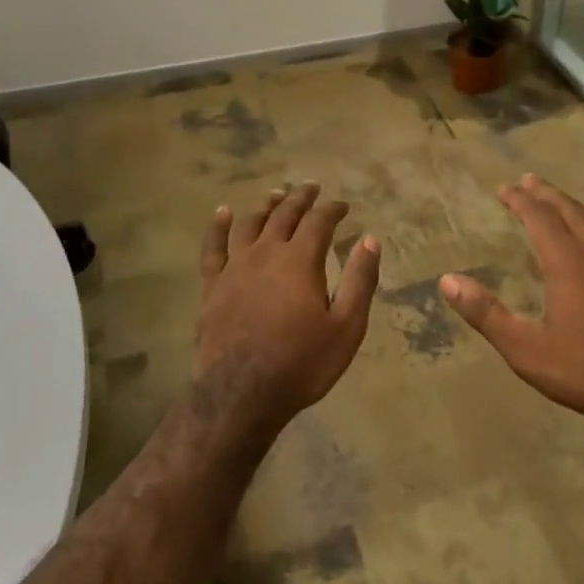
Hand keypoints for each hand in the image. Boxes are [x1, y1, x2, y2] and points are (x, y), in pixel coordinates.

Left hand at [195, 183, 381, 427]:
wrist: (240, 395)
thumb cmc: (301, 363)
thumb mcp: (346, 327)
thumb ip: (360, 280)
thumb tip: (371, 240)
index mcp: (300, 260)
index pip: (319, 221)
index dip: (333, 210)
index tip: (344, 206)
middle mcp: (266, 253)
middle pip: (284, 215)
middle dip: (301, 199)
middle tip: (311, 188)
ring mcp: (234, 267)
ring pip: (250, 224)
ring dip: (266, 206)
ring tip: (276, 195)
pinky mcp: (212, 285)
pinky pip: (213, 247)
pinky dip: (218, 226)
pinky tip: (222, 212)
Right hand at [439, 175, 583, 443]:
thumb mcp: (525, 349)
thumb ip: (486, 313)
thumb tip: (448, 280)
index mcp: (568, 263)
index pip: (540, 218)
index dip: (521, 201)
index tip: (505, 189)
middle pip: (571, 212)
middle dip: (547, 195)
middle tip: (529, 181)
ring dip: (575, 207)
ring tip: (561, 202)